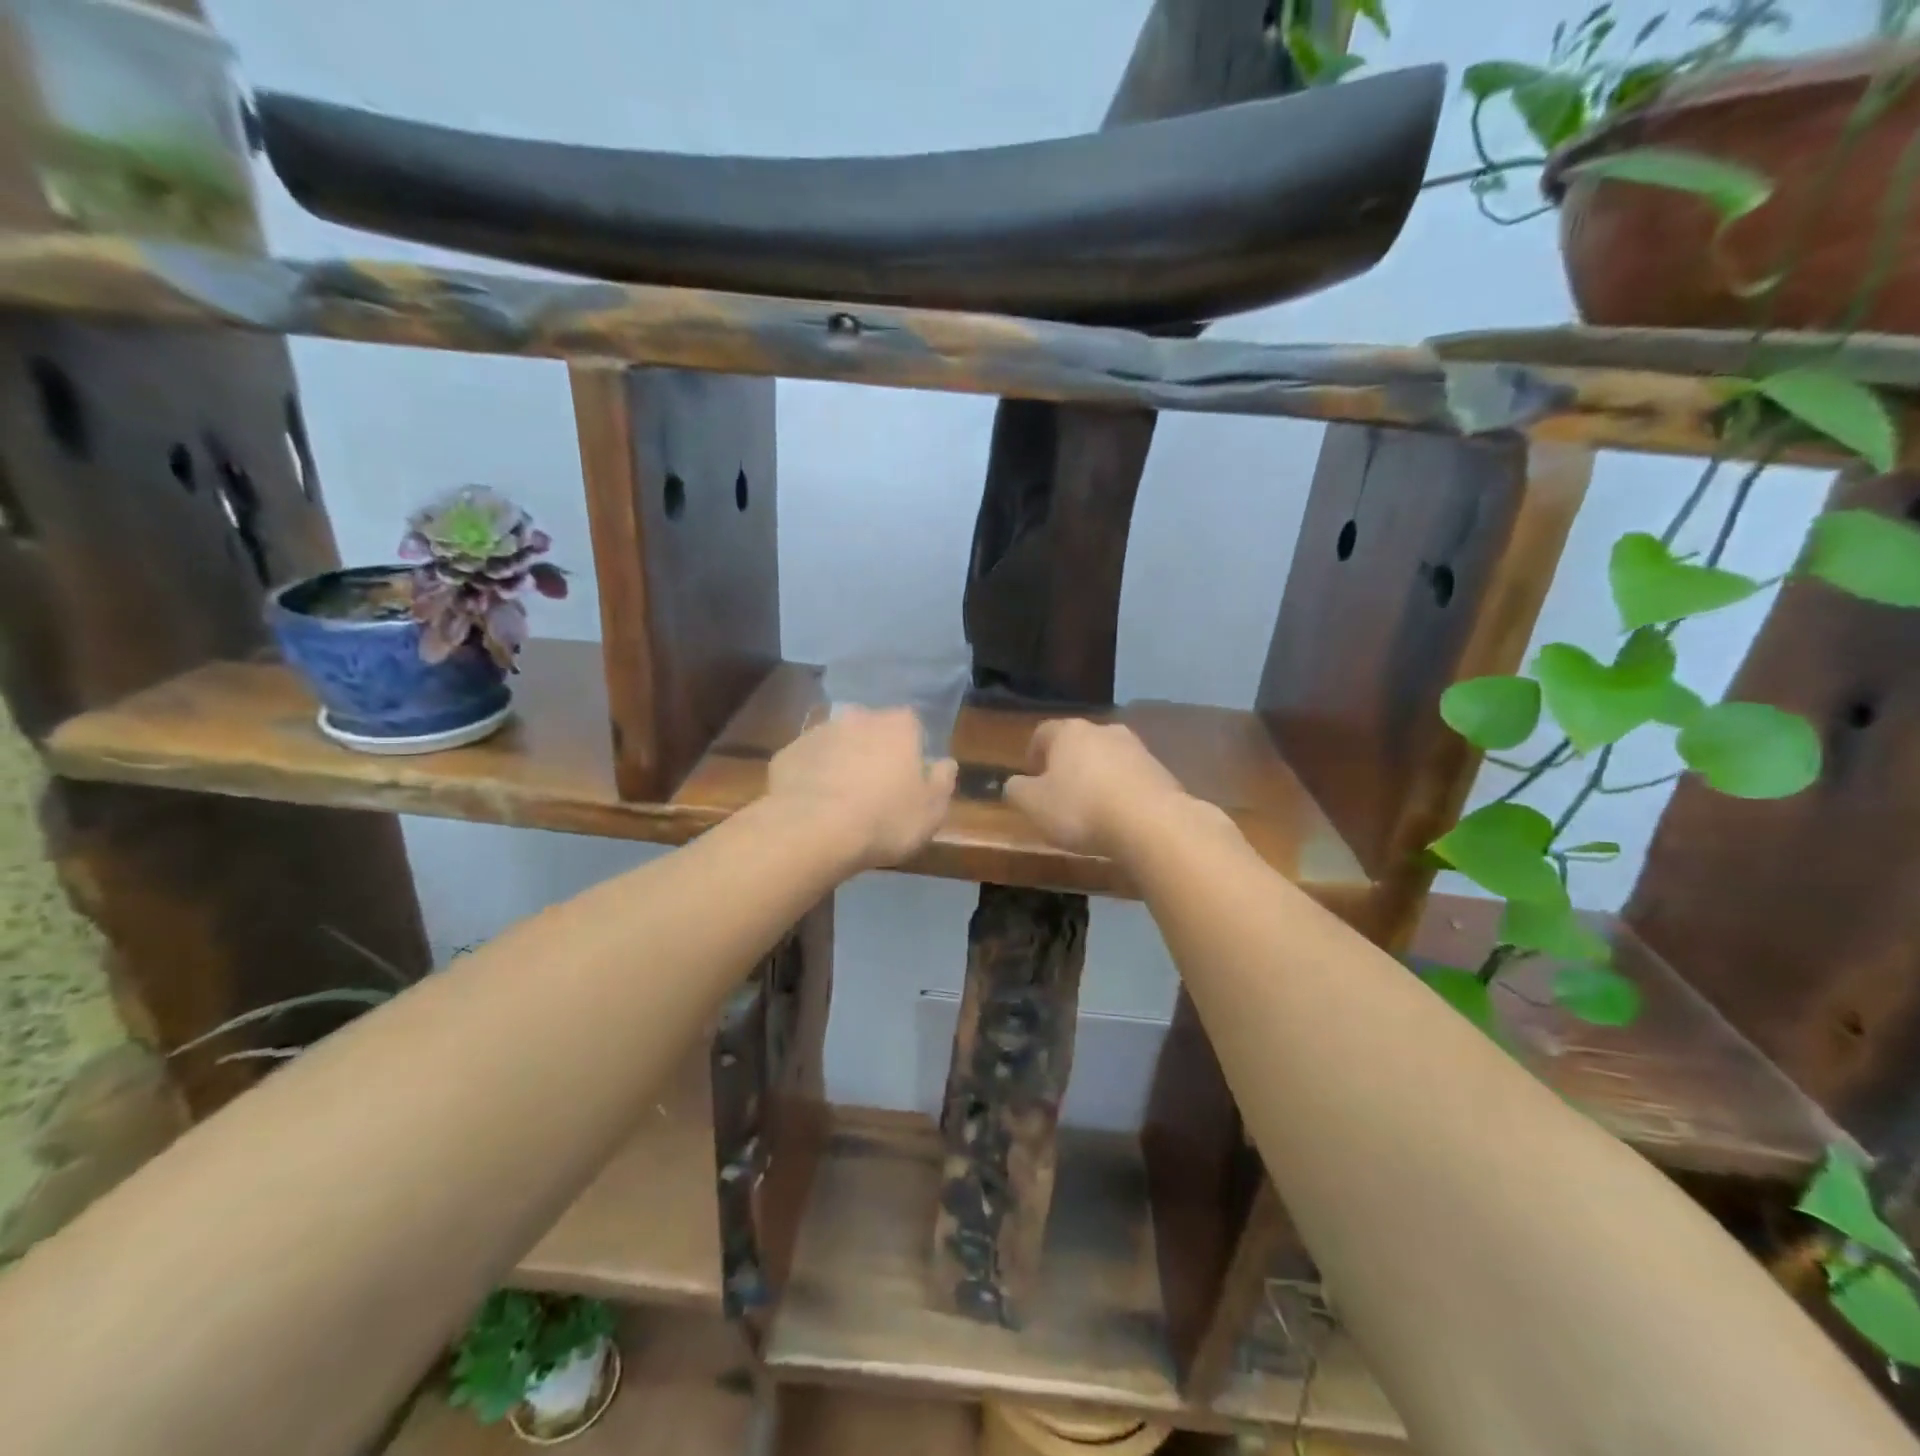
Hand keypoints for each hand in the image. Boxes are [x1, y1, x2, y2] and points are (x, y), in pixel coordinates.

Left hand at [766, 707, 957, 870]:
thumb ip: (942, 781)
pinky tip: (812, 805)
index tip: (909, 776)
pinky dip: (811, 777)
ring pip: (836, 743)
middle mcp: (858, 717)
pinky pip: (807, 762)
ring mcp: (818, 733)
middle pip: (871, 729)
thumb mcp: (931, 810)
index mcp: (898, 726)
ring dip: (840, 762)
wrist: (812, 831)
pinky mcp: (787, 753)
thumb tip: (944, 763)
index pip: (911, 724)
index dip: (911, 749)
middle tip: (874, 787)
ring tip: (841, 800)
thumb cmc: (885, 819)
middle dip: (873, 751)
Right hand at [1004, 719, 1195, 857]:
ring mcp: (1136, 748)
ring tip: (1091, 807)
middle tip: (1059, 792)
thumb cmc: (1081, 809)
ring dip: (1096, 776)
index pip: (1043, 732)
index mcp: (1069, 732)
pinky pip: (1131, 777)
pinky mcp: (1160, 771)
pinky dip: (1121, 790)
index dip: (1033, 753)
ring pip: (1107, 758)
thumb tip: (1015, 784)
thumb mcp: (1033, 805)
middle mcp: (1103, 730)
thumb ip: (1017, 790)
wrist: (1151, 823)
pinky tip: (1118, 815)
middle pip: (1078, 742)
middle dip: (1067, 764)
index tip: (1031, 776)